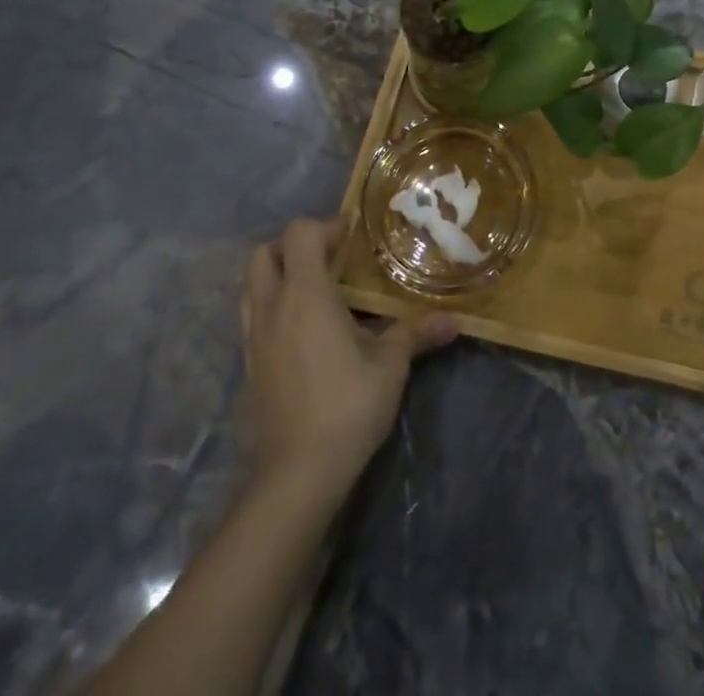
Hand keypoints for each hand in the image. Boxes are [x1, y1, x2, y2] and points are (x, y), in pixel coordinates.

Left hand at [240, 219, 456, 503]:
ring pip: (250, 287)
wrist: (296, 475)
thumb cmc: (347, 406)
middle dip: (294, 246)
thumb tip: (456, 320)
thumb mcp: (391, 365)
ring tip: (315, 291)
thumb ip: (417, 333)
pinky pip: (252, 319)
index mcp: (305, 296)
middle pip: (263, 254)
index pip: (299, 234)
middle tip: (330, 259)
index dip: (326, 227)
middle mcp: (272, 309)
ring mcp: (253, 340)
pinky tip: (303, 332)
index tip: (353, 238)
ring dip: (277, 276)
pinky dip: (272, 308)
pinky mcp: (247, 368)